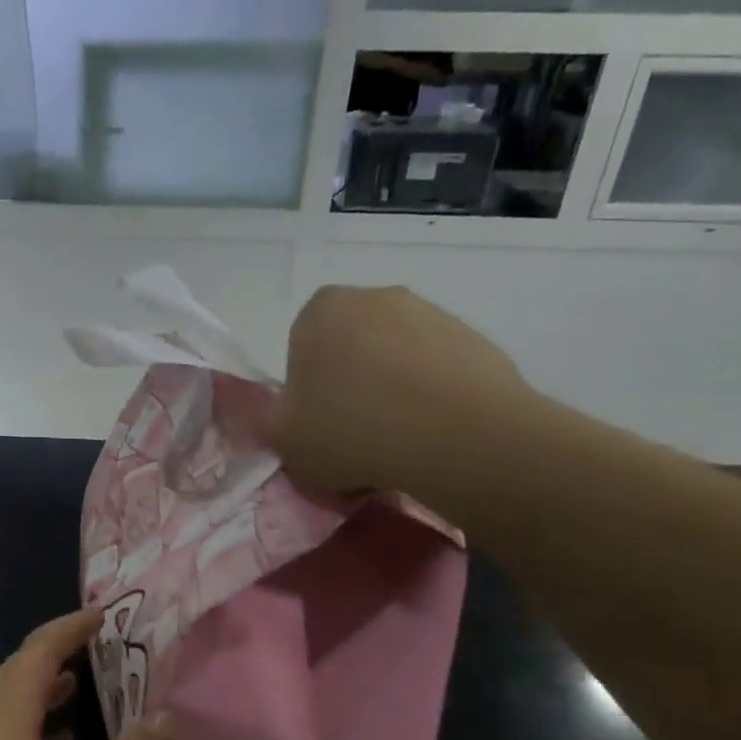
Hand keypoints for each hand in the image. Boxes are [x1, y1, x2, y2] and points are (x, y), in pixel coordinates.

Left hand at [0, 610, 175, 739]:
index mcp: (4, 719)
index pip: (39, 650)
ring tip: (78, 698)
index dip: (71, 626)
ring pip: (2, 709)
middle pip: (16, 673)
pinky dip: (24, 733)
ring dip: (40, 696)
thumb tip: (166, 719)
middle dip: (57, 656)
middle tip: (99, 653)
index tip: (103, 614)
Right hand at [259, 286, 534, 503]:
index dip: (306, 391)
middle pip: (349, 348)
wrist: (459, 438)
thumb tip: (279, 412)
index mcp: (320, 311)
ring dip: (392, 391)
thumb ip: (267, 421)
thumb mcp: (283, 441)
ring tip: (399, 441)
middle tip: (355, 435)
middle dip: (350, 385)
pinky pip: (437, 370)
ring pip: (395, 358)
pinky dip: (432, 397)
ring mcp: (429, 313)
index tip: (318, 425)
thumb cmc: (352, 432)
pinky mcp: (473, 337)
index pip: (301, 348)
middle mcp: (373, 297)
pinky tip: (434, 434)